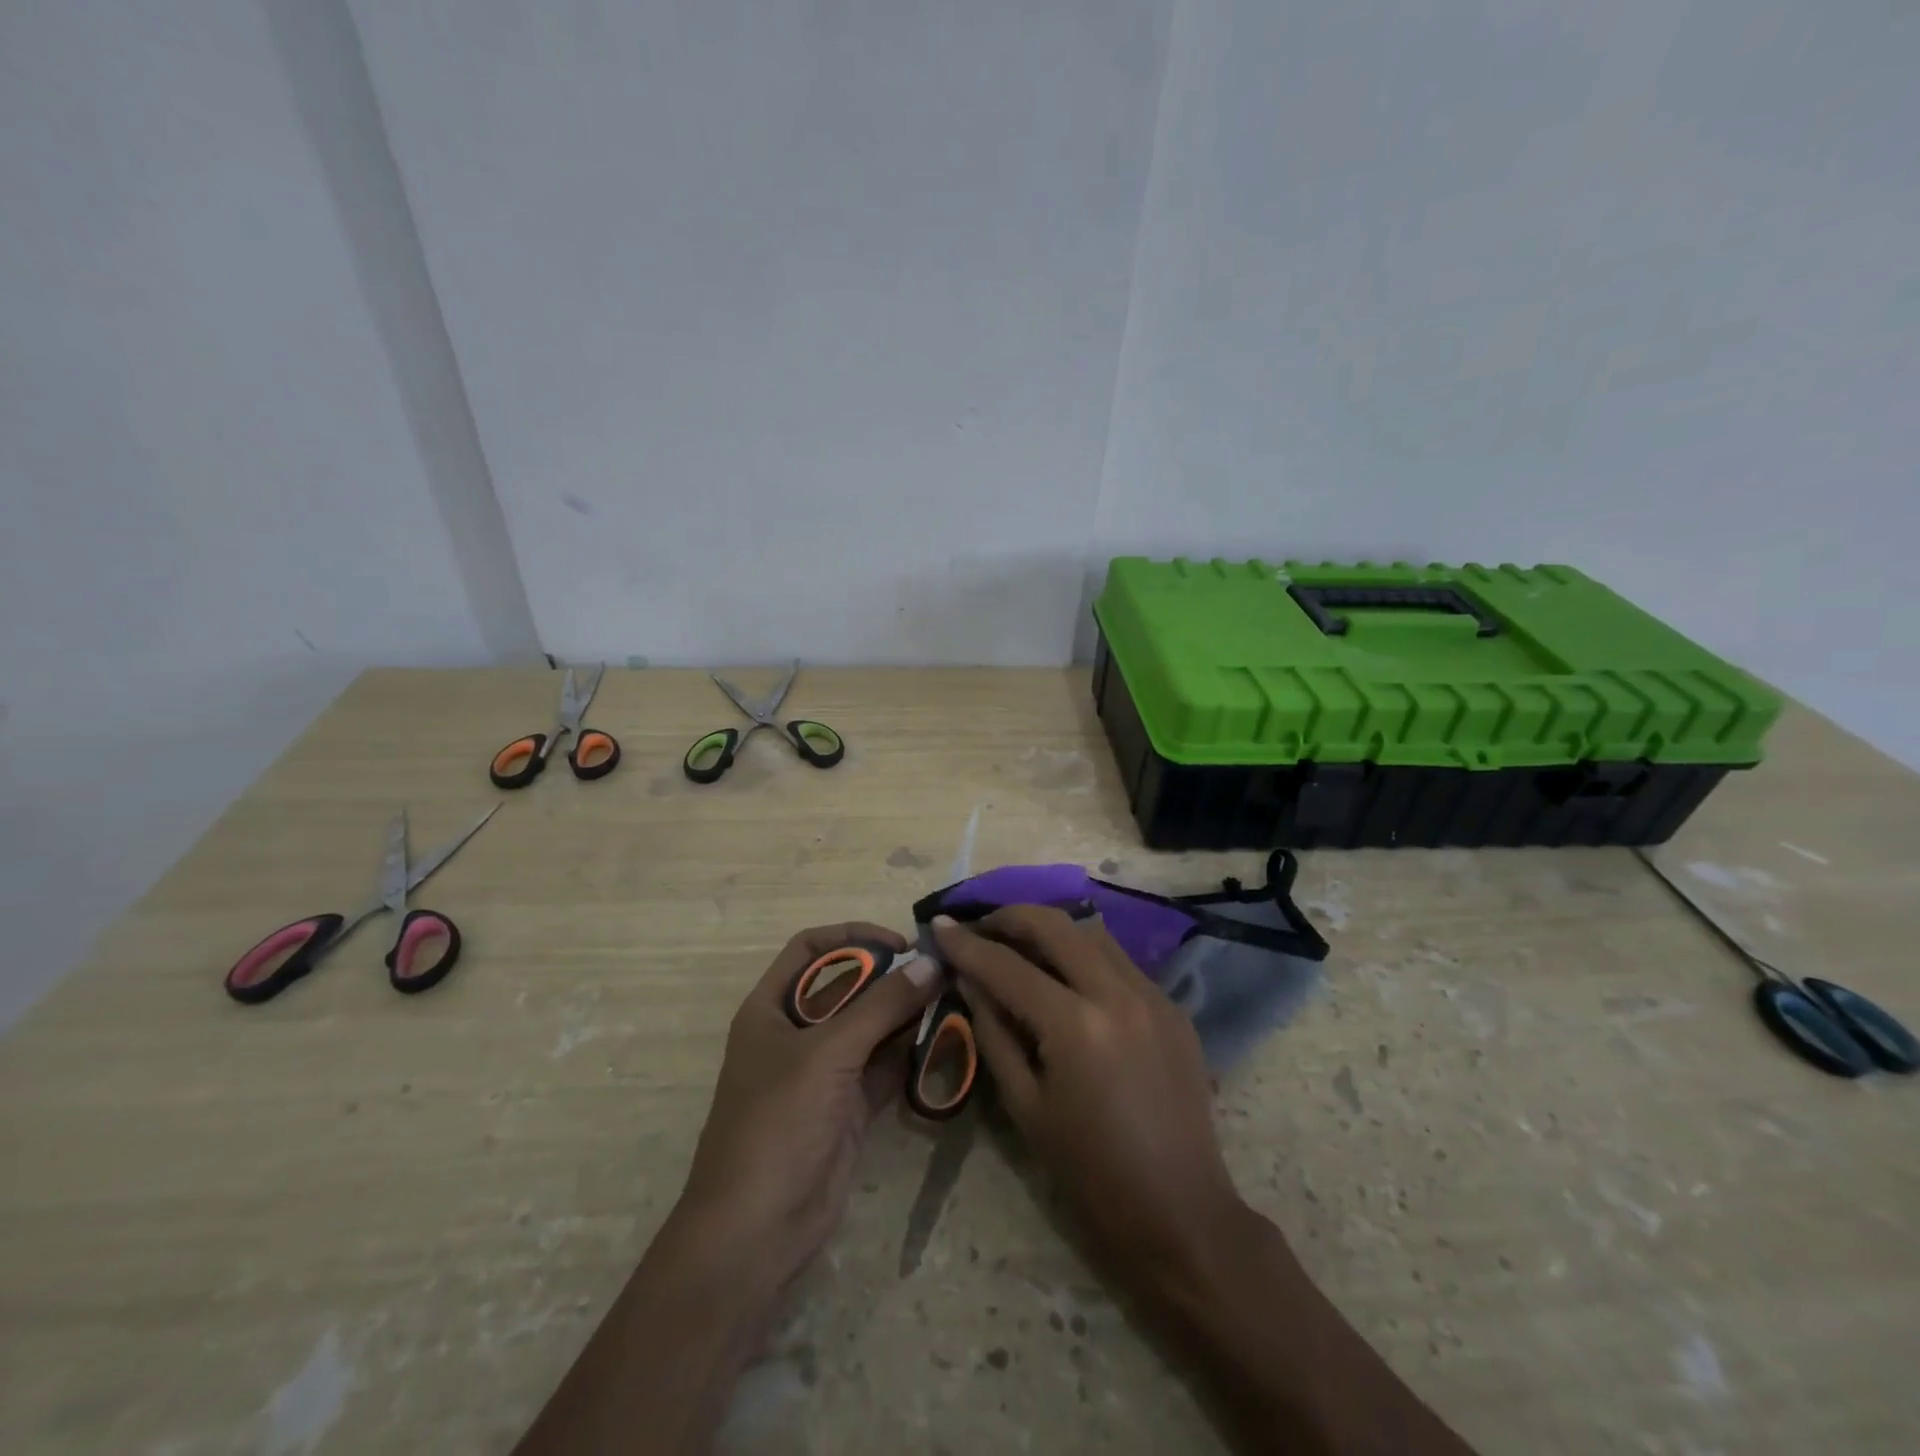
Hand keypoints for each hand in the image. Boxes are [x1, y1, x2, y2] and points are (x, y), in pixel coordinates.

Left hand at [676, 923, 940, 1287]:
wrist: (756, 1232)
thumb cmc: (777, 1124)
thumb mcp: (828, 1054)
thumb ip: (882, 1006)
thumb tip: (931, 962)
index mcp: (771, 1008)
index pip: (811, 949)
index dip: (853, 936)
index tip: (899, 943)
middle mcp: (796, 1033)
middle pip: (848, 987)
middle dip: (890, 977)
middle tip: (940, 973)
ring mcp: (823, 1072)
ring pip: (870, 1027)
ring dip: (906, 1014)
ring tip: (951, 1000)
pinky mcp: (848, 1106)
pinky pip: (883, 1066)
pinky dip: (910, 1053)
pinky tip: (944, 1040)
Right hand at [932, 907, 1246, 1278]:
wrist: (1180, 1212)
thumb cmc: (1090, 1172)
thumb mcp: (1025, 1105)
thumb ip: (993, 1031)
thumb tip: (969, 979)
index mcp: (1076, 1026)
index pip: (1008, 967)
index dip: (967, 944)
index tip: (941, 925)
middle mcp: (1118, 993)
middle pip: (1055, 924)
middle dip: (1010, 916)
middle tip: (980, 926)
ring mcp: (1153, 994)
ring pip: (1092, 932)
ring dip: (1050, 929)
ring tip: (1019, 944)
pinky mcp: (1173, 1005)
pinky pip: (1120, 960)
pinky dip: (1084, 954)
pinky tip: (1066, 976)